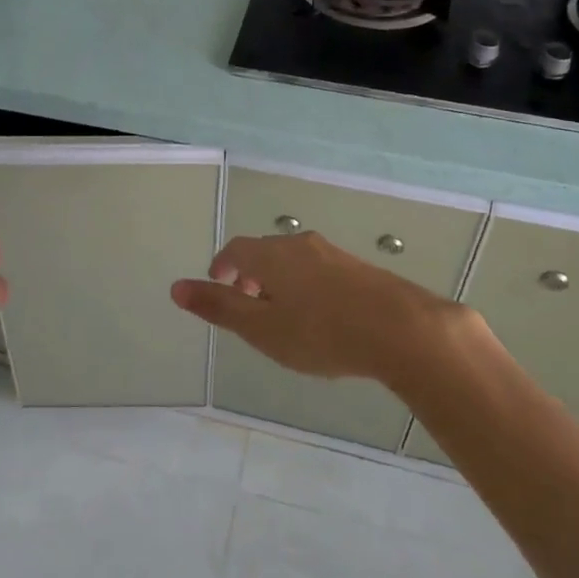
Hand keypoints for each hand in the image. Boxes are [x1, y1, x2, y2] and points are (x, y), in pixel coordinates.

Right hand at [171, 230, 462, 385]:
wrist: (403, 329)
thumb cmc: (321, 333)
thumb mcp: (262, 329)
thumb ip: (219, 307)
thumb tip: (175, 287)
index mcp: (271, 255)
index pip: (236, 249)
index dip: (222, 266)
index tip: (218, 284)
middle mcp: (300, 244)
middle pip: (265, 251)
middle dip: (249, 273)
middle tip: (247, 302)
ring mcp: (333, 253)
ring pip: (294, 259)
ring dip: (278, 279)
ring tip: (281, 312)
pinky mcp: (359, 268)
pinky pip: (319, 269)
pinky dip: (305, 284)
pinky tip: (319, 314)